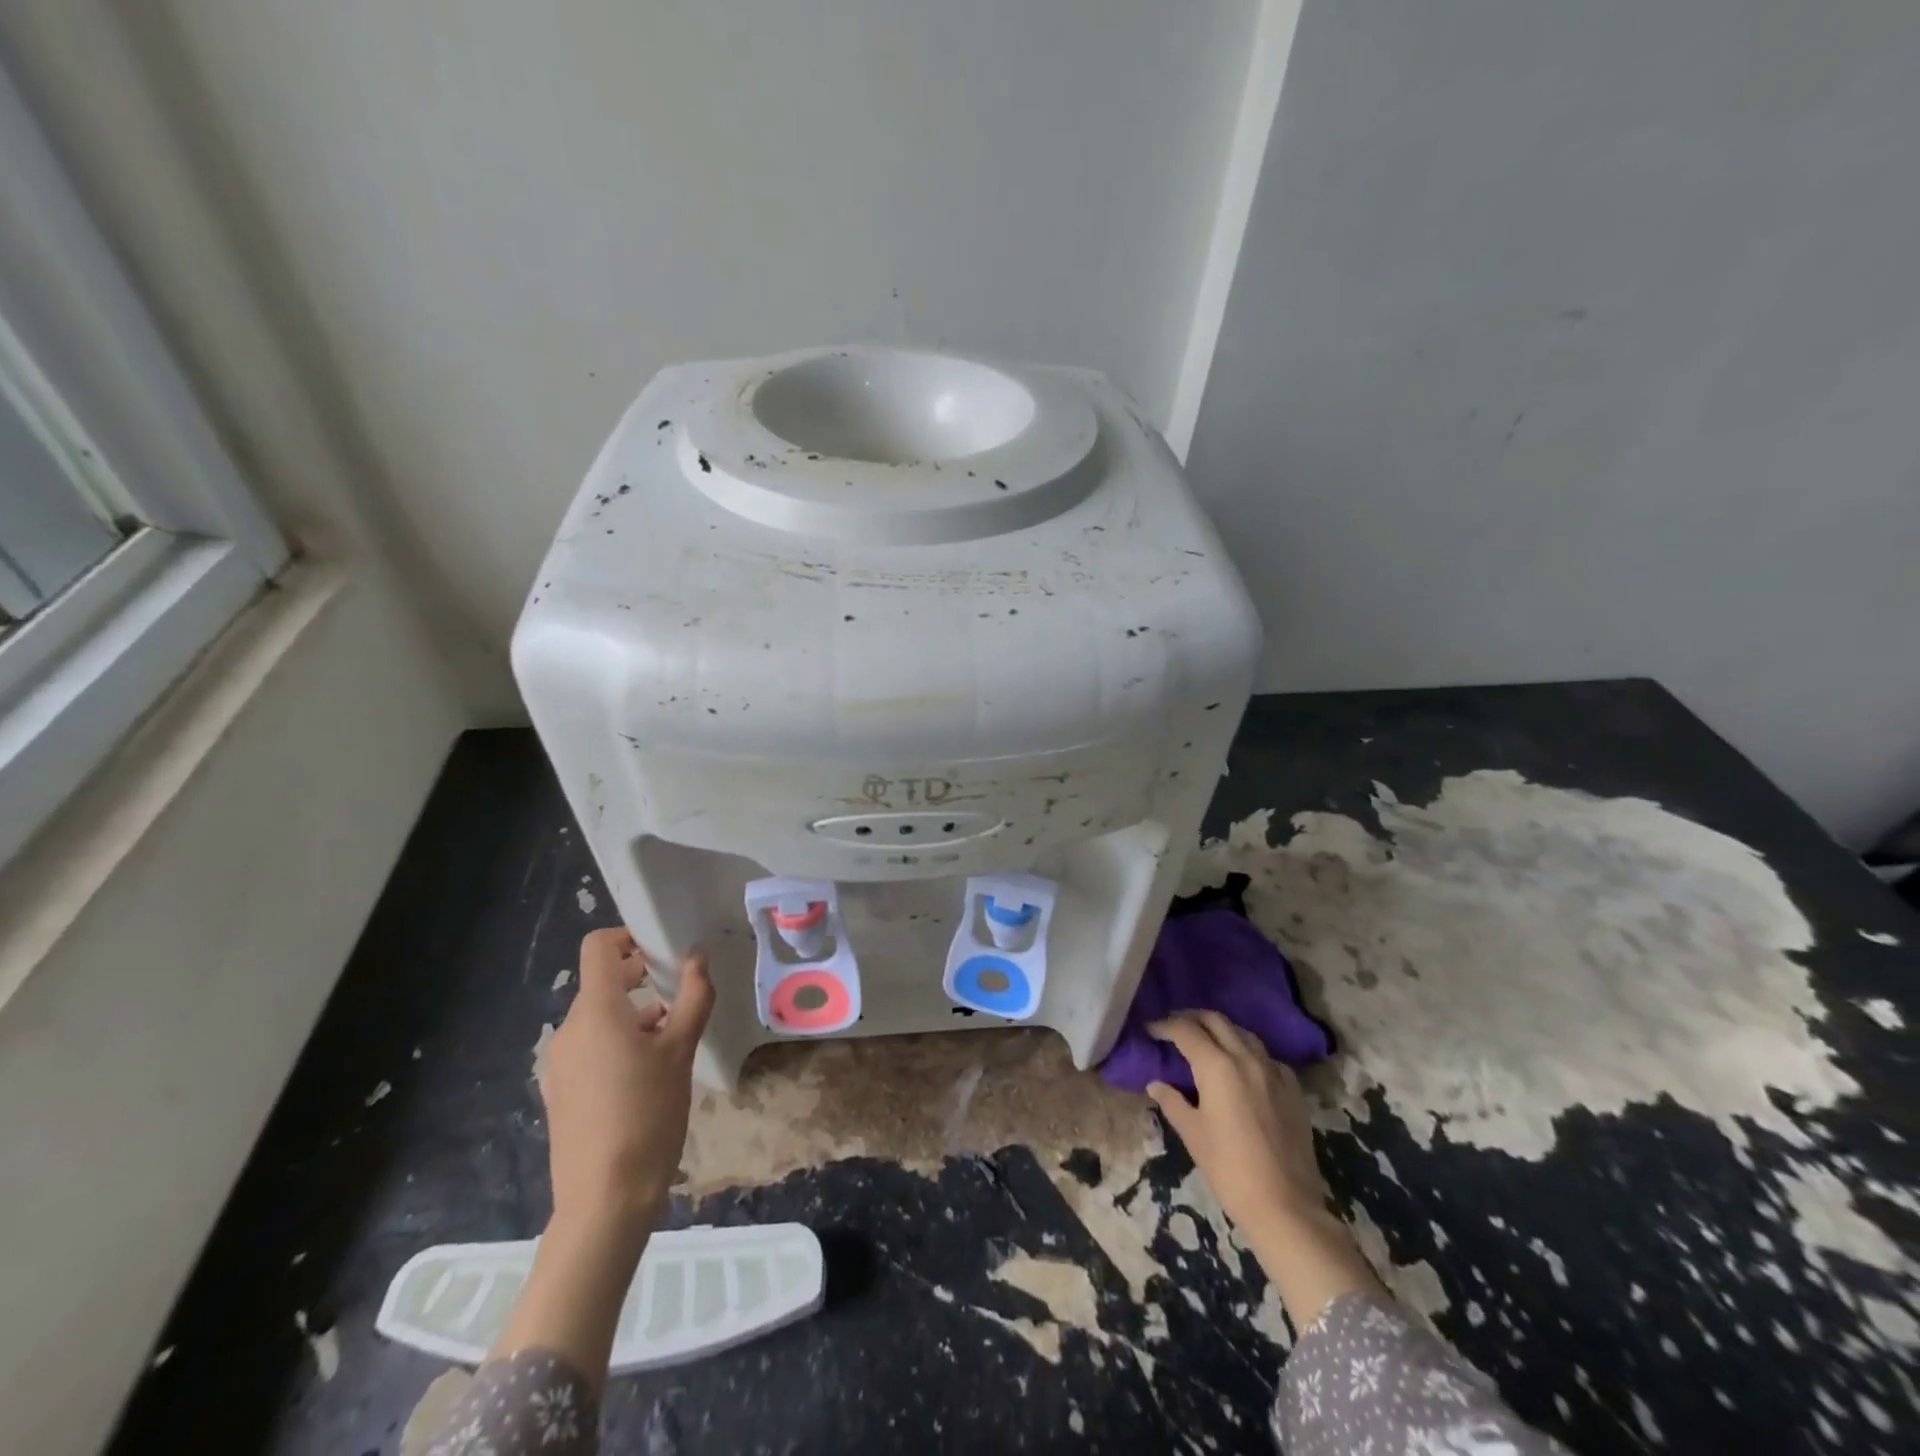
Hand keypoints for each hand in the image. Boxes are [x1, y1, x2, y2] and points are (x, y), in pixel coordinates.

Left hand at [541, 928, 713, 1236]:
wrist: (604, 1200)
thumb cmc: (647, 1114)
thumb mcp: (681, 1052)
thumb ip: (693, 996)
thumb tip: (698, 955)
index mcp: (595, 1011)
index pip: (598, 947)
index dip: (629, 937)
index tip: (664, 952)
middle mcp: (569, 1029)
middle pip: (601, 982)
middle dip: (641, 977)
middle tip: (681, 991)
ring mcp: (560, 1062)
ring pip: (599, 1016)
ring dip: (634, 1012)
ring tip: (673, 1034)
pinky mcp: (561, 1089)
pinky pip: (590, 1046)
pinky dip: (619, 1040)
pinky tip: (649, 1069)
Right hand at [1146, 1011, 1327, 1236]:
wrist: (1286, 1205)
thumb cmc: (1229, 1169)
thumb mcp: (1192, 1134)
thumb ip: (1172, 1102)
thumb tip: (1156, 1084)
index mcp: (1216, 1066)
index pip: (1185, 1030)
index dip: (1165, 1026)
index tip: (1151, 1029)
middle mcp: (1246, 1058)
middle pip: (1216, 1020)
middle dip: (1192, 1017)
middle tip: (1175, 1026)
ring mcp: (1273, 1071)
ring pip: (1244, 1033)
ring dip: (1221, 1029)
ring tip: (1206, 1040)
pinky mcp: (1293, 1089)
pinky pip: (1267, 1056)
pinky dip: (1248, 1051)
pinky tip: (1243, 1067)